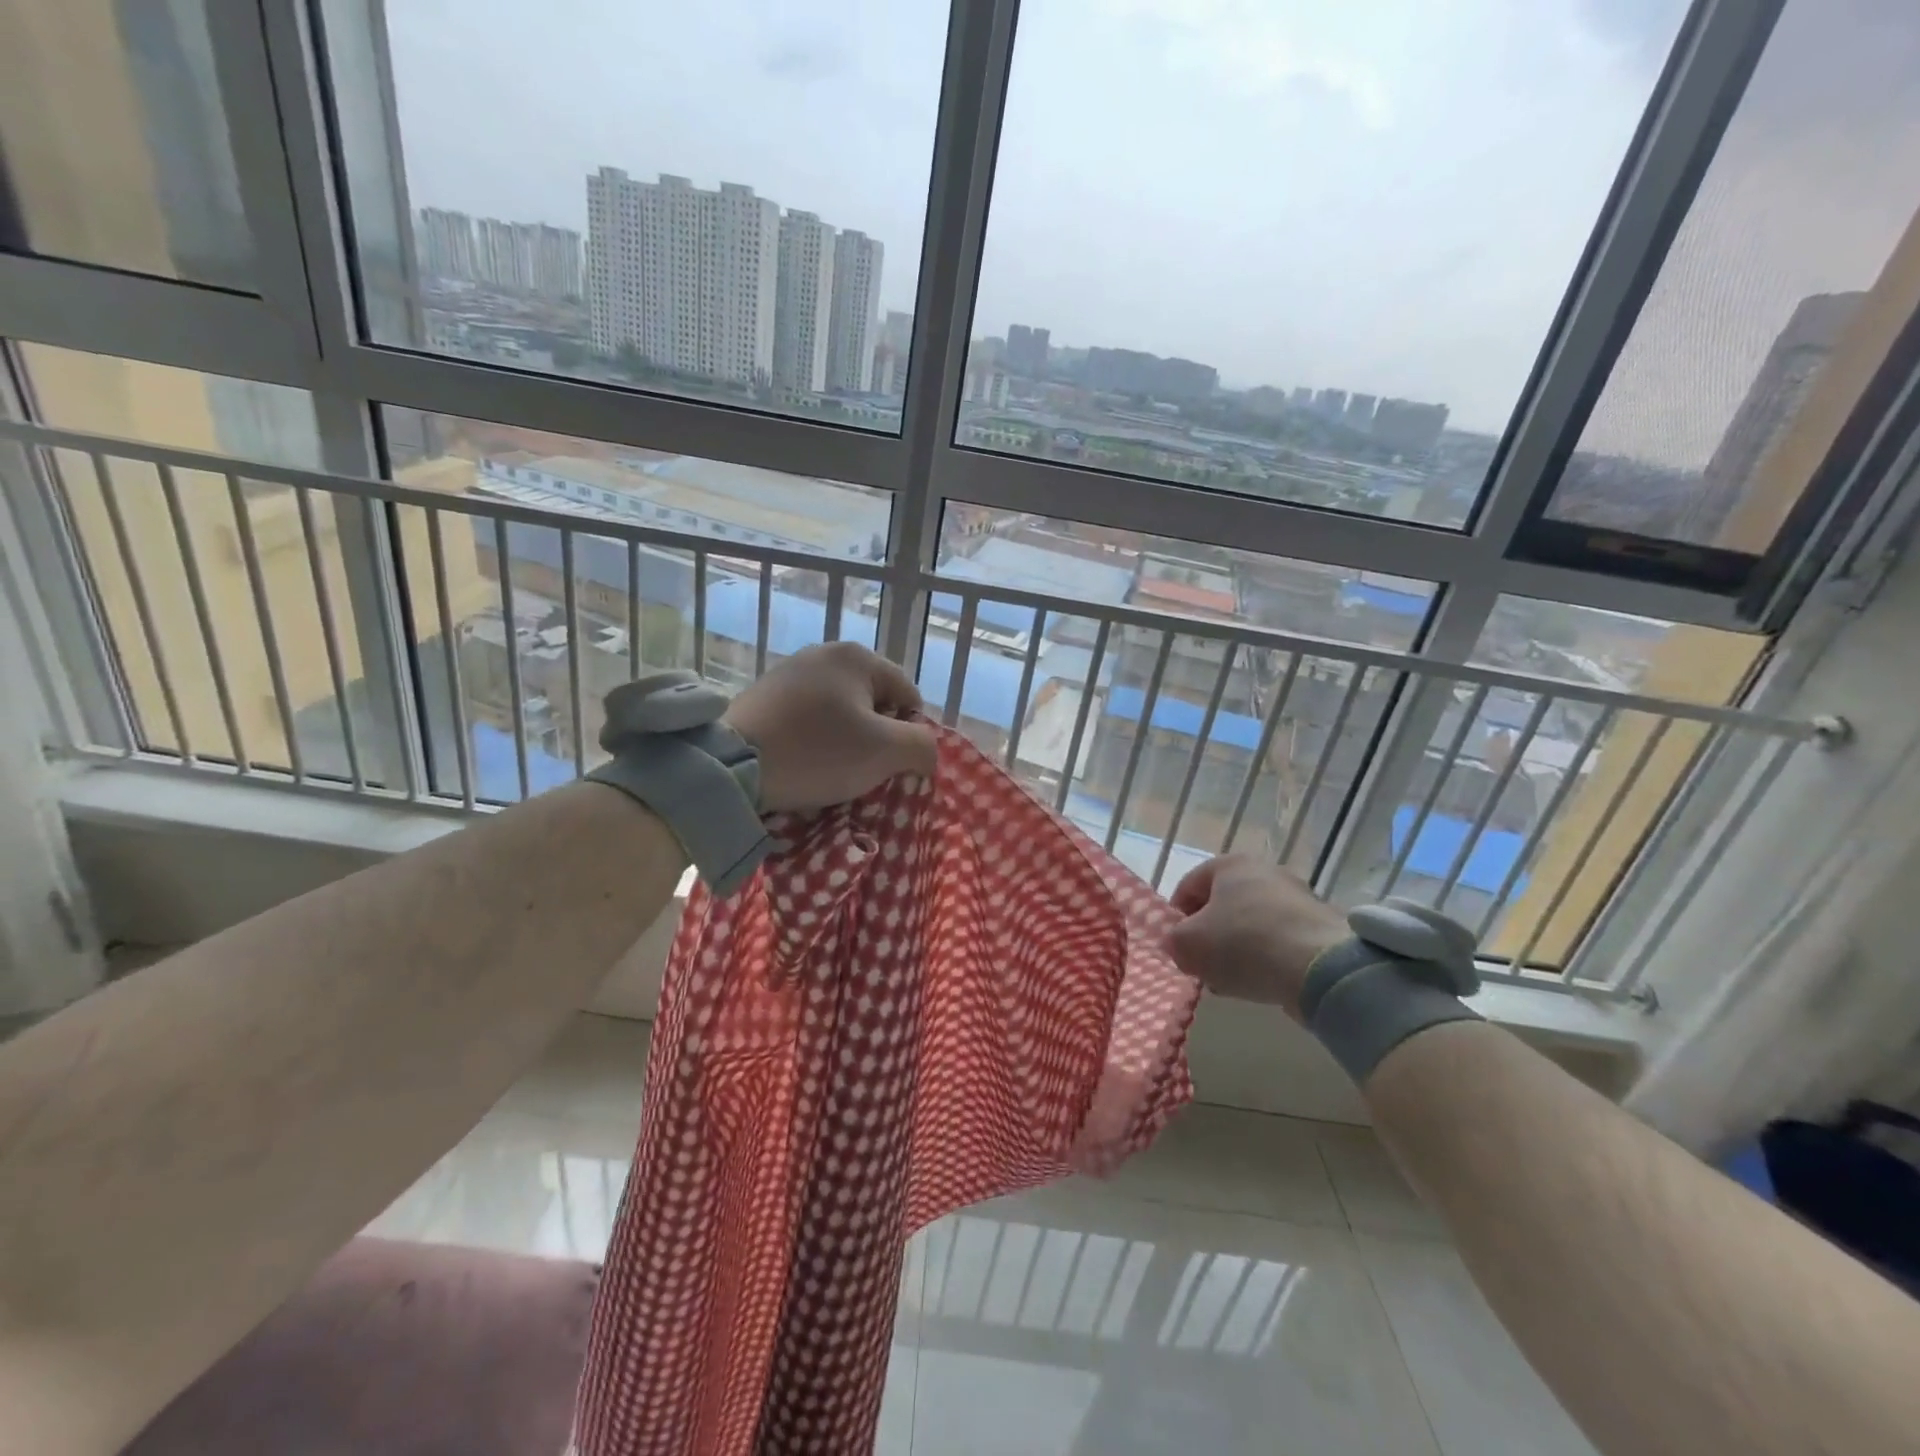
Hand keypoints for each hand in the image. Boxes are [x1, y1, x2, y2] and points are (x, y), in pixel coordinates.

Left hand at [723, 642, 938, 813]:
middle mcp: (823, 653)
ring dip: (846, 743)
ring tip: (832, 772)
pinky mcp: (765, 695)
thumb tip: (926, 753)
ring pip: (840, 713)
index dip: (909, 735)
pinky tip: (805, 764)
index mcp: (857, 656)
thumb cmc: (818, 752)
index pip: (907, 697)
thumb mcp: (885, 752)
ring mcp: (789, 672)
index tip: (890, 766)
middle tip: (863, 771)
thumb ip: (922, 747)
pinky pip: (808, 719)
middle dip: (876, 739)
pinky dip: (815, 741)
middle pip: (873, 703)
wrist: (732, 766)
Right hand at [1167, 855, 1348, 1019]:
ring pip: (1253, 923)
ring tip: (1233, 980)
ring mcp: (1299, 896)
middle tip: (1203, 964)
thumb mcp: (1187, 945)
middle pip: (1223, 904)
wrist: (1320, 968)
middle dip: (1210, 935)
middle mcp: (1266, 870)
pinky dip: (1269, 958)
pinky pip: (1282, 940)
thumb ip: (1174, 941)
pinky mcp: (1322, 925)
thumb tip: (1181, 946)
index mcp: (1230, 864)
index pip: (1189, 885)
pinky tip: (1264, 982)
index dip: (1176, 916)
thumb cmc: (1243, 944)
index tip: (1177, 945)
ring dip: (1238, 949)